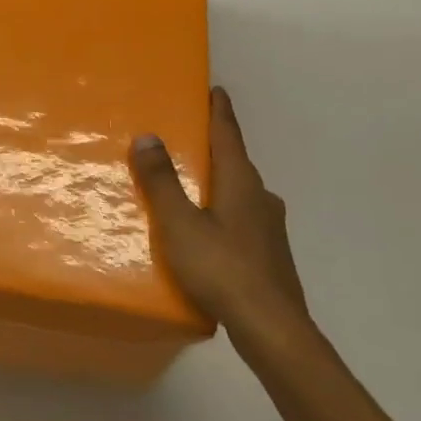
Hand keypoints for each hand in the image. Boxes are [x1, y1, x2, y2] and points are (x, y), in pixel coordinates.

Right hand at [131, 86, 310, 352]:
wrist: (272, 330)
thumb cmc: (222, 268)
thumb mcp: (180, 223)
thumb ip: (162, 181)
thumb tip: (148, 136)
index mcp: (241, 183)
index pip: (228, 135)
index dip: (220, 111)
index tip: (216, 90)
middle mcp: (261, 198)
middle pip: (235, 163)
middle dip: (215, 148)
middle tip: (189, 138)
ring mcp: (270, 229)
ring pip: (240, 194)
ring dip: (218, 183)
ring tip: (191, 185)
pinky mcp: (270, 256)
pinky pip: (241, 219)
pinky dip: (223, 212)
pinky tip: (207, 231)